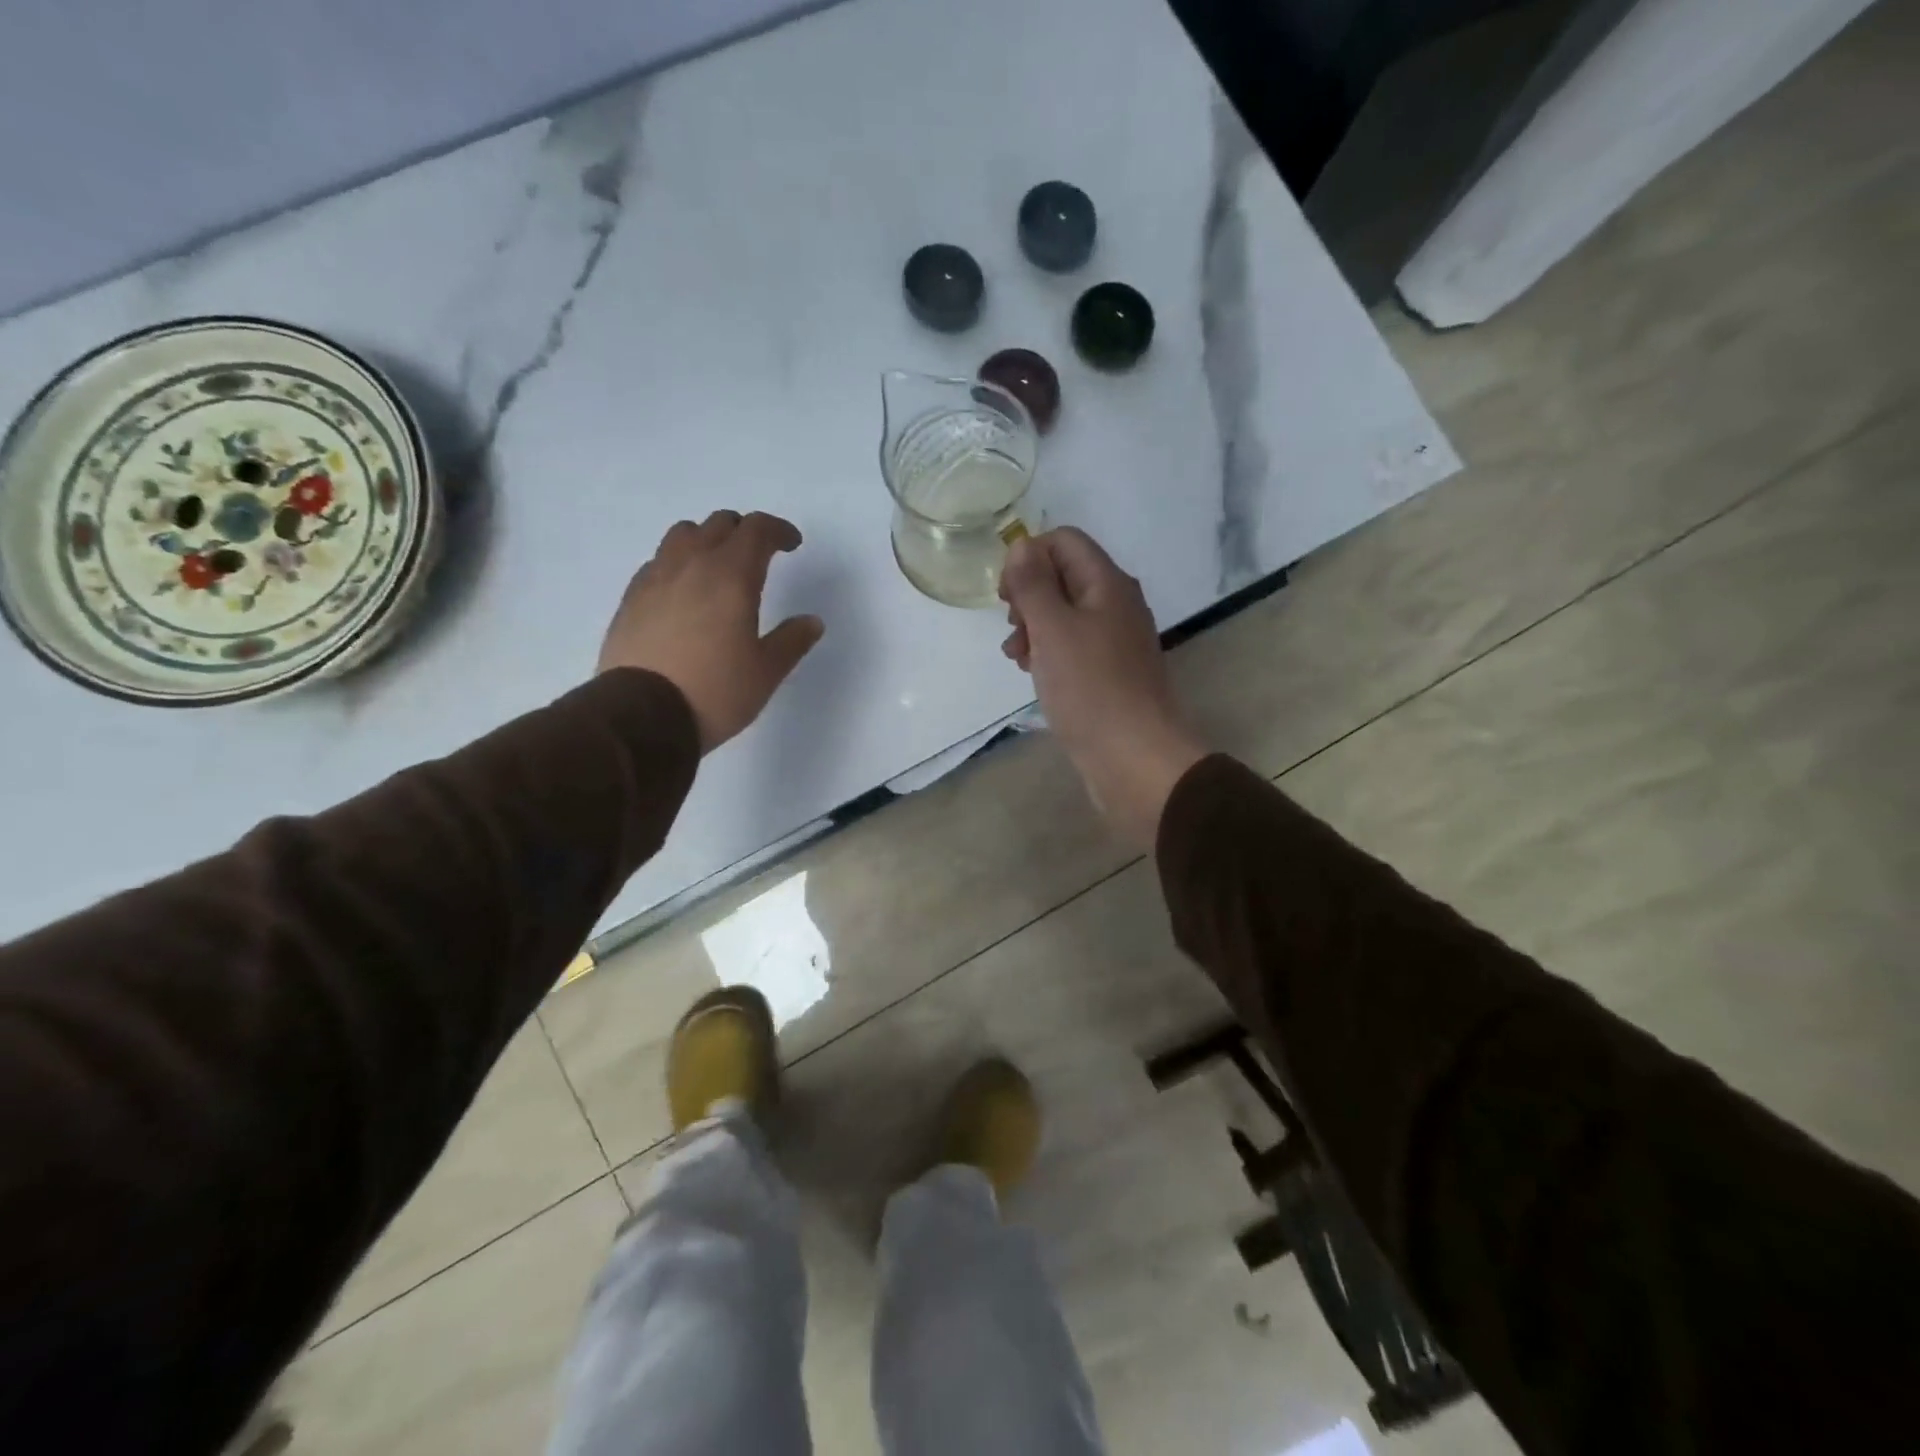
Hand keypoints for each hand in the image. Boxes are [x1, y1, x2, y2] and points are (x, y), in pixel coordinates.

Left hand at [599, 510, 823, 751]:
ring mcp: (655, 578)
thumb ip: (792, 641)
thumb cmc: (715, 692)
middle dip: (744, 531)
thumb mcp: (766, 672)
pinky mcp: (631, 598)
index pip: (757, 529)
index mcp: (732, 576)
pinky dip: (677, 564)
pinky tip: (683, 592)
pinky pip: (658, 562)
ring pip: (682, 535)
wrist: (641, 716)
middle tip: (758, 555)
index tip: (792, 544)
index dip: (778, 530)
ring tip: (717, 567)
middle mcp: (691, 565)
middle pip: (719, 524)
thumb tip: (812, 621)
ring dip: (706, 540)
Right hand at [999, 528, 1206, 846]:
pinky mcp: (1109, 672)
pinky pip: (1073, 646)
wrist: (1134, 758)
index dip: (1028, 557)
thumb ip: (1033, 584)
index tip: (1006, 596)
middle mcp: (1116, 604)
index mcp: (1107, 584)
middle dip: (1028, 596)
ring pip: (1064, 614)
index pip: (1064, 541)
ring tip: (1018, 659)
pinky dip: (1049, 652)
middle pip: (1063, 576)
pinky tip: (1034, 674)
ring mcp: (1115, 640)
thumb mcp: (1053, 629)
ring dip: (1033, 627)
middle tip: (1013, 629)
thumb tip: (1022, 545)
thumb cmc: (1090, 689)